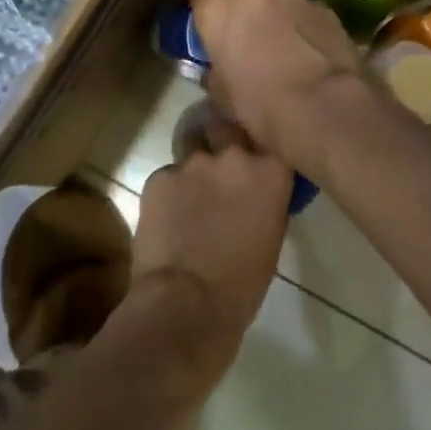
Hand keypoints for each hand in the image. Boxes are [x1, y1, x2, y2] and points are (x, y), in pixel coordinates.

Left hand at [133, 113, 292, 379]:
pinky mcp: (158, 176)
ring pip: (193, 149)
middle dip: (222, 138)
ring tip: (191, 198)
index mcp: (271, 171)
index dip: (257, 141)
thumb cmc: (242, 284)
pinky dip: (169, 192)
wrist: (187, 303)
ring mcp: (192, 163)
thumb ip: (265, 198)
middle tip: (219, 165)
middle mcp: (234, 156)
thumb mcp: (272, 235)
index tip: (254, 151)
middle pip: (225, 126)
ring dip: (195, 167)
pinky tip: (168, 219)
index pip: (266, 135)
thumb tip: (255, 190)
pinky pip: (167, 175)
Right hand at [181, 0, 365, 170]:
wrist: (322, 106)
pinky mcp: (322, 5)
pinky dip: (299, 19)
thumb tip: (216, 69)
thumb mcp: (221, 94)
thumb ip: (214, 69)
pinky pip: (301, 6)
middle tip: (240, 23)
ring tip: (278, 36)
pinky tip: (307, 45)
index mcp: (216, 10)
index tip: (202, 4)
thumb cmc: (260, 106)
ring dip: (269, 7)